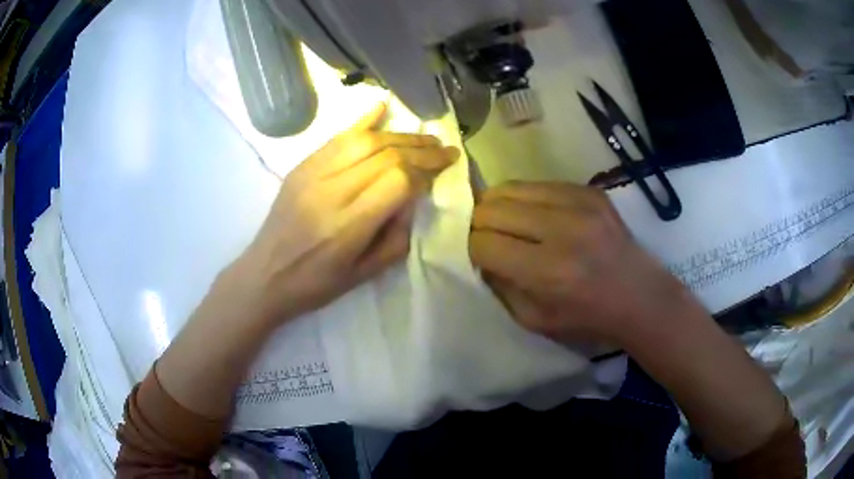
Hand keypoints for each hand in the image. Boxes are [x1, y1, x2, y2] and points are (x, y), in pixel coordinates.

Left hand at [233, 104, 458, 323]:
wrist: (264, 276)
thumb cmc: (315, 284)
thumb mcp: (364, 275)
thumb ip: (396, 238)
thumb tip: (413, 200)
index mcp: (348, 226)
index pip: (397, 181)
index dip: (425, 172)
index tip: (442, 170)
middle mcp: (331, 192)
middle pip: (385, 155)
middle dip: (422, 149)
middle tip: (445, 149)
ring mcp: (312, 174)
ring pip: (364, 141)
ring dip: (400, 135)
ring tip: (424, 137)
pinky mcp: (301, 167)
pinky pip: (336, 137)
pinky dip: (362, 120)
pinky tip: (381, 106)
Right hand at [469, 181, 695, 344]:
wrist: (641, 296)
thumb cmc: (588, 318)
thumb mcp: (535, 320)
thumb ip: (500, 286)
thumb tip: (478, 254)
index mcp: (548, 271)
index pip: (483, 243)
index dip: (471, 248)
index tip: (476, 255)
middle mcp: (563, 229)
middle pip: (492, 208)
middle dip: (478, 223)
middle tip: (485, 236)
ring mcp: (579, 203)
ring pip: (511, 188)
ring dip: (498, 205)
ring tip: (505, 222)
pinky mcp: (590, 191)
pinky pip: (539, 183)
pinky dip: (527, 198)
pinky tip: (534, 215)